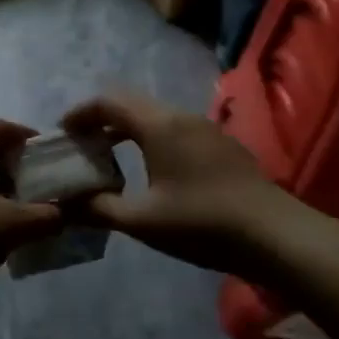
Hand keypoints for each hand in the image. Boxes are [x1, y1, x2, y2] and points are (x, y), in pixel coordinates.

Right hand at [61, 91, 293, 271]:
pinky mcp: (221, 146)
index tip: (63, 133)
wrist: (276, 236)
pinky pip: (174, 129)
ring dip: (127, 130)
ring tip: (110, 158)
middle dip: (101, 120)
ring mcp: (205, 129)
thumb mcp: (142, 221)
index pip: (108, 102)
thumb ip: (98, 209)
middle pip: (131, 104)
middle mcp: (181, 117)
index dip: (81, 113)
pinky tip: (152, 171)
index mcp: (158, 125)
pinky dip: (150, 139)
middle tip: (82, 146)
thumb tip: (64, 206)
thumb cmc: (202, 223)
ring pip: (154, 116)